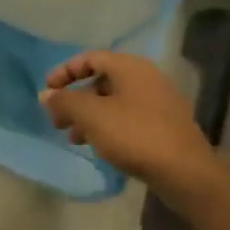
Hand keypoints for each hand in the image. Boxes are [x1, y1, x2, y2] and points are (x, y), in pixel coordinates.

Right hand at [40, 51, 225, 201]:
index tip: (47, 91)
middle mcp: (146, 78)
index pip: (90, 58)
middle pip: (101, 81)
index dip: (65, 72)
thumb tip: (46, 94)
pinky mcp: (163, 125)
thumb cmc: (134, 135)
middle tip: (57, 120)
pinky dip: (107, 126)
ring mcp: (158, 102)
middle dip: (75, 99)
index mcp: (130, 67)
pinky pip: (127, 117)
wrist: (184, 171)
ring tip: (73, 138)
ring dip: (89, 116)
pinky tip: (98, 146)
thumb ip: (65, 102)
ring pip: (113, 102)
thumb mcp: (92, 116)